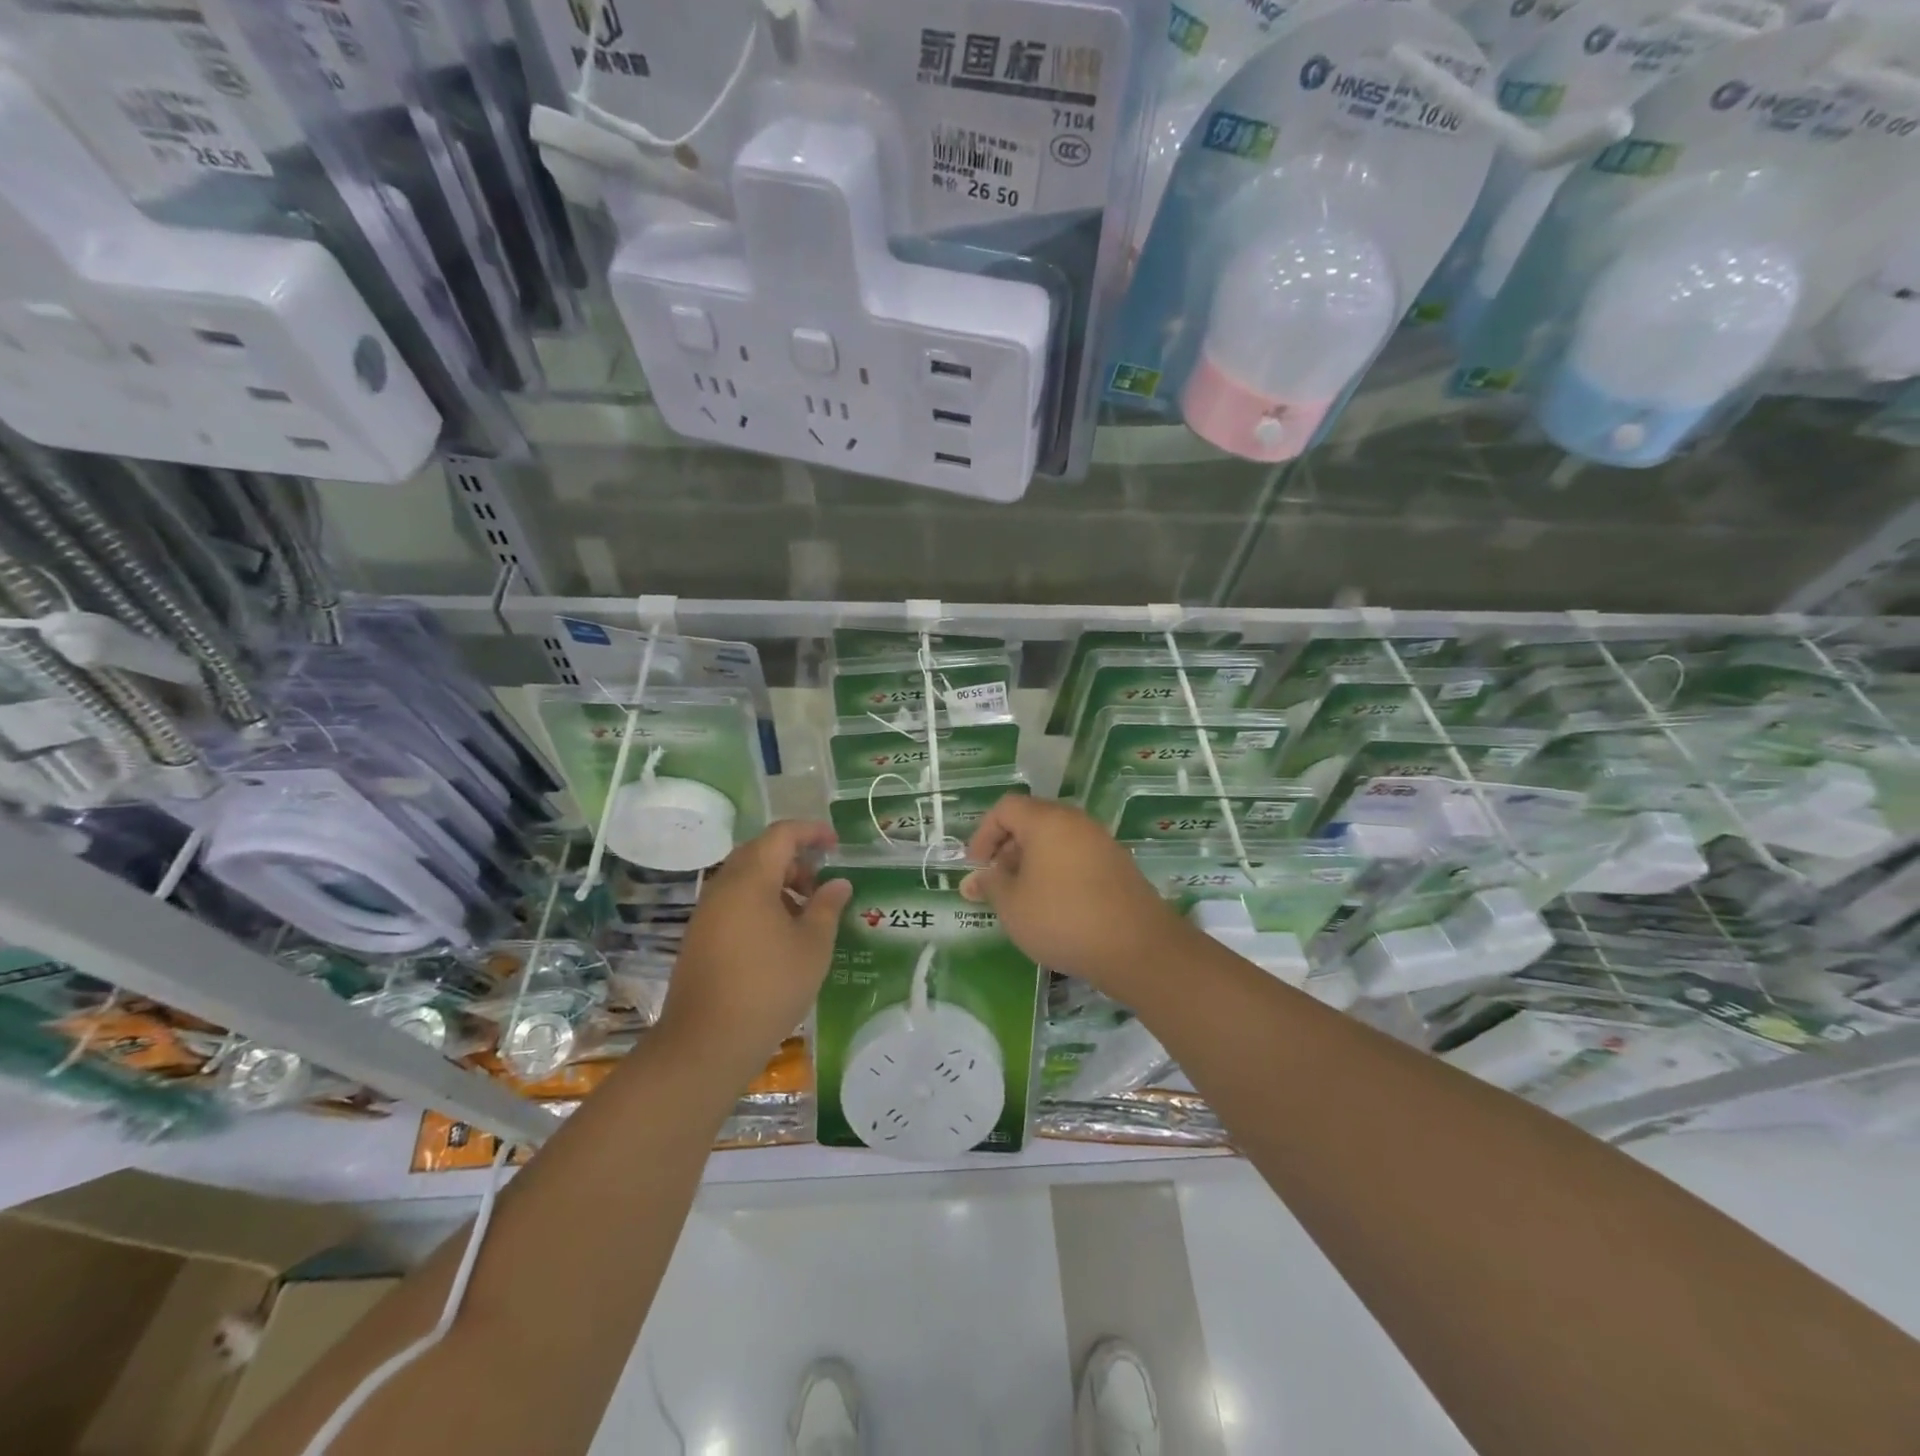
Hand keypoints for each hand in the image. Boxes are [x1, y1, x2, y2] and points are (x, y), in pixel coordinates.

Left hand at [656, 821, 851, 1087]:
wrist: (707, 1041)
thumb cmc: (769, 986)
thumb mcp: (813, 946)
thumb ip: (827, 906)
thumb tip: (839, 883)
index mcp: (751, 879)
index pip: (781, 834)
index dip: (811, 831)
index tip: (835, 844)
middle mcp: (723, 886)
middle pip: (760, 852)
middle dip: (794, 858)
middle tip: (822, 881)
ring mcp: (707, 911)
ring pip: (745, 878)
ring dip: (777, 882)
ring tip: (806, 912)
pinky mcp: (700, 935)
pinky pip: (734, 901)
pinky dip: (760, 901)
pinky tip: (780, 934)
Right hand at [960, 796, 1191, 995]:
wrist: (1137, 948)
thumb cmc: (1062, 919)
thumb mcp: (1013, 905)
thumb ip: (990, 885)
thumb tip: (975, 878)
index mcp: (1047, 820)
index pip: (1006, 808)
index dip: (984, 834)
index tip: (977, 867)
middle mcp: (1076, 822)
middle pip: (1032, 821)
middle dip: (1007, 849)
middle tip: (997, 884)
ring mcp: (1101, 842)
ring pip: (1056, 841)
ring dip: (1032, 862)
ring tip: (1023, 899)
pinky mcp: (1118, 865)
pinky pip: (1077, 857)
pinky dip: (1058, 872)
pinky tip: (1055, 906)